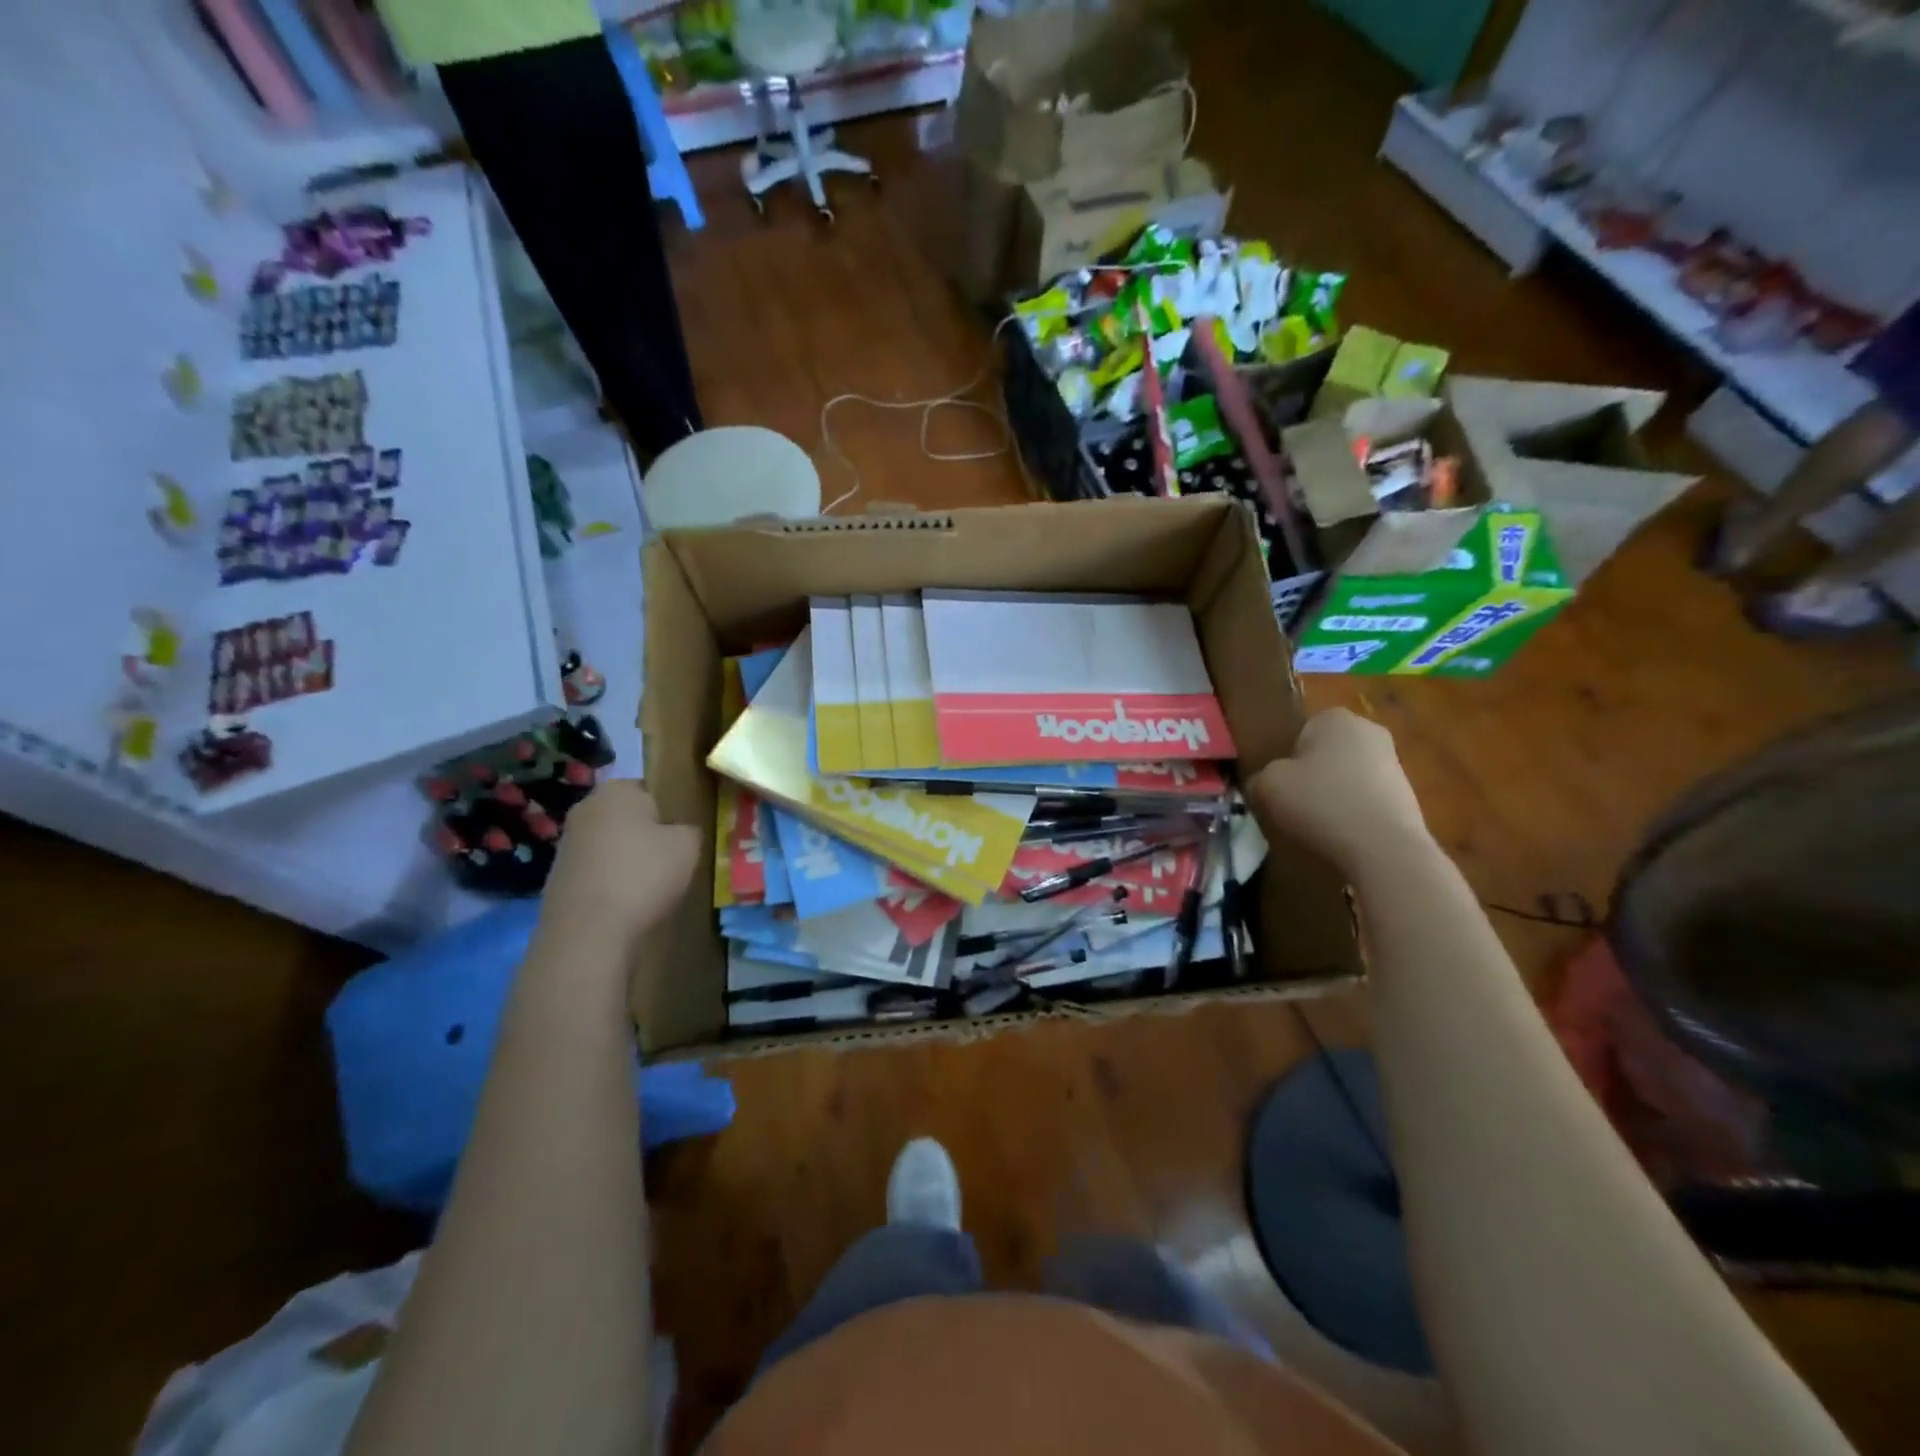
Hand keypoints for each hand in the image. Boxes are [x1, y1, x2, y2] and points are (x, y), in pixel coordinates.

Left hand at [541, 781, 699, 943]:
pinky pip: (596, 871)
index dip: (670, 812)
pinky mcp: (557, 876)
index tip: (681, 836)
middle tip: (669, 859)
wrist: (588, 930)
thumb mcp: (689, 846)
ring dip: (627, 860)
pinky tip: (625, 902)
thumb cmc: (644, 874)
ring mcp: (567, 843)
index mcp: (618, 790)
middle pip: (627, 817)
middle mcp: (586, 807)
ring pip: (610, 844)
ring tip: (649, 886)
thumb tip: (681, 832)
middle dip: (645, 835)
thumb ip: (689, 830)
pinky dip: (610, 882)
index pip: (651, 790)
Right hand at [1248, 709, 1430, 876]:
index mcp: (1334, 718)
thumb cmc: (1320, 803)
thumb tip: (1263, 783)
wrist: (1383, 848)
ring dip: (1333, 795)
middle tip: (1294, 804)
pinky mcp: (1407, 794)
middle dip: (1311, 775)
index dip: (1284, 758)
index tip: (1279, 784)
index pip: (1299, 731)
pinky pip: (1365, 799)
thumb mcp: (1266, 786)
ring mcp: (1393, 763)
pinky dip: (1353, 813)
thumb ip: (1259, 777)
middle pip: (1325, 753)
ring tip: (1318, 824)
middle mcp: (1368, 730)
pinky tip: (1343, 835)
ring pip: (1346, 776)